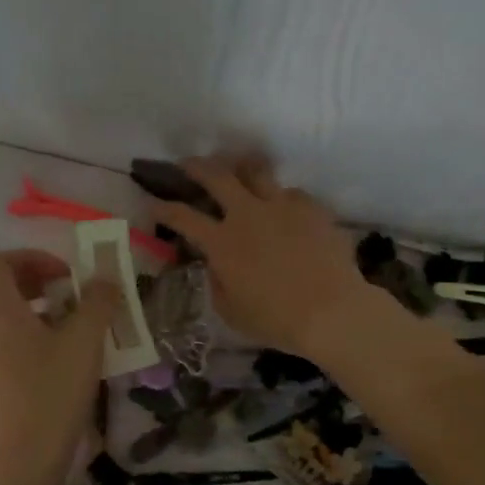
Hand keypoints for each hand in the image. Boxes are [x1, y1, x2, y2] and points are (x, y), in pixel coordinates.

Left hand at [0, 250, 119, 478]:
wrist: (28, 459)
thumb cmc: (56, 392)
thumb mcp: (86, 341)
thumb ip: (98, 301)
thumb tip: (104, 278)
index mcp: (1, 313)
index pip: (0, 262)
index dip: (33, 257)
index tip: (66, 274)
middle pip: (5, 292)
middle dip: (41, 286)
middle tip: (76, 300)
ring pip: (8, 324)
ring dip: (40, 317)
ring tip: (75, 335)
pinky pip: (7, 351)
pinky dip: (31, 344)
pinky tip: (61, 368)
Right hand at [149, 158, 374, 359]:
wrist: (331, 311)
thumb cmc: (276, 320)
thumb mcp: (231, 311)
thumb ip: (217, 282)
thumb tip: (216, 265)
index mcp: (222, 242)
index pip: (182, 216)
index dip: (163, 207)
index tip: (153, 202)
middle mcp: (247, 214)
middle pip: (216, 175)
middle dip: (196, 166)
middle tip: (189, 164)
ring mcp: (282, 206)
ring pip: (256, 170)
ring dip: (240, 167)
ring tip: (238, 168)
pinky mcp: (312, 208)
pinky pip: (291, 193)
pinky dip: (281, 197)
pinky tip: (284, 208)